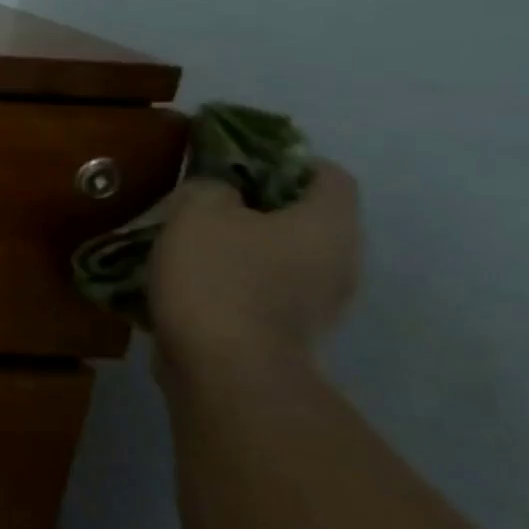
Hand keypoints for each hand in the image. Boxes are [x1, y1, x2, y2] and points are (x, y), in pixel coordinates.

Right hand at [150, 159, 360, 371]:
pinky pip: (264, 292)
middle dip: (255, 208)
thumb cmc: (219, 278)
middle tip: (204, 204)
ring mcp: (319, 304)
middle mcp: (340, 261)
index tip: (236, 163)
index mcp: (328, 223)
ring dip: (241, 249)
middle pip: (303, 218)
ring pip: (281, 257)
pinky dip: (233, 283)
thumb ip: (209, 187)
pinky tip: (192, 285)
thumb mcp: (198, 212)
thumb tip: (218, 192)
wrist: (226, 369)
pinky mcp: (289, 334)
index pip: (326, 174)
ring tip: (189, 245)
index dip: (284, 160)